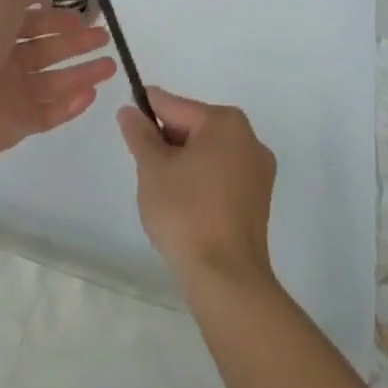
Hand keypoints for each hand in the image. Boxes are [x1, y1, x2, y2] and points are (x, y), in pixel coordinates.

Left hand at [0, 0, 116, 157]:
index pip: (34, 22)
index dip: (59, 17)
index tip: (88, 15)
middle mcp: (5, 60)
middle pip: (48, 51)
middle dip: (76, 43)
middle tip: (104, 37)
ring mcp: (13, 94)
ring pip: (55, 82)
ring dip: (82, 73)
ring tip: (111, 65)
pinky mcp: (20, 124)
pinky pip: (50, 113)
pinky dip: (71, 104)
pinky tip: (92, 92)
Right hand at [117, 88, 277, 288]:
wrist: (227, 281)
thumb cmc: (186, 213)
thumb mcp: (152, 167)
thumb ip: (139, 133)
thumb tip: (130, 111)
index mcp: (225, 122)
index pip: (174, 106)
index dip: (146, 115)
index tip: (127, 126)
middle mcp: (249, 138)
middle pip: (193, 127)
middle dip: (167, 143)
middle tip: (146, 170)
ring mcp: (258, 172)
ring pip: (207, 153)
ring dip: (183, 164)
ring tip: (165, 193)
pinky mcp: (259, 201)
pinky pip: (221, 176)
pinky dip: (201, 182)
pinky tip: (186, 208)